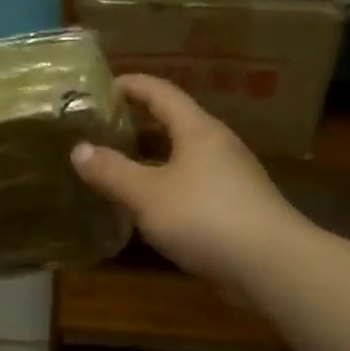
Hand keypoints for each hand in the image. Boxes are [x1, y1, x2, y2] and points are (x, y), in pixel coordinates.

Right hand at [71, 74, 303, 293]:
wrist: (271, 264)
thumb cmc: (205, 217)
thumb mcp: (147, 194)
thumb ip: (111, 171)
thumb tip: (78, 149)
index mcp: (197, 129)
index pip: (161, 92)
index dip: (131, 85)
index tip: (101, 87)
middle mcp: (217, 145)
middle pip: (174, 123)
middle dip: (138, 124)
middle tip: (102, 131)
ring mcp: (231, 177)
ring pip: (183, 157)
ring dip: (152, 159)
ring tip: (118, 168)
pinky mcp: (236, 207)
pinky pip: (193, 185)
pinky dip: (167, 186)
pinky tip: (149, 207)